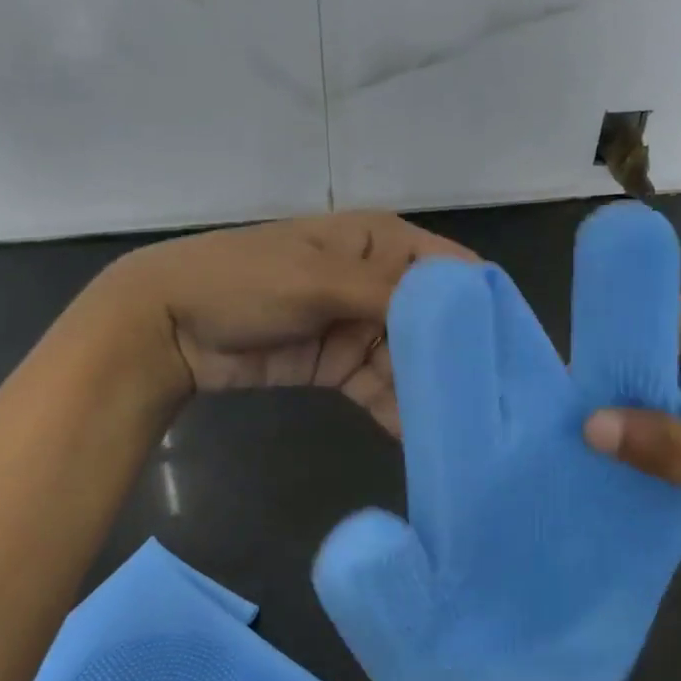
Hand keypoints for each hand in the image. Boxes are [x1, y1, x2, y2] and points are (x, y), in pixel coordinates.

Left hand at [99, 212, 473, 434]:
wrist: (166, 325)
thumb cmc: (244, 282)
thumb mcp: (319, 280)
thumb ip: (389, 295)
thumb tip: (456, 311)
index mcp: (380, 242)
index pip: (451, 270)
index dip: (482, 306)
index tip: (514, 350)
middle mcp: (378, 281)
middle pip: (435, 321)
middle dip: (459, 359)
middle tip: (495, 405)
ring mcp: (358, 325)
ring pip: (410, 359)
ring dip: (429, 390)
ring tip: (463, 429)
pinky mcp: (339, 363)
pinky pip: (380, 386)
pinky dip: (396, 408)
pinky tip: (417, 437)